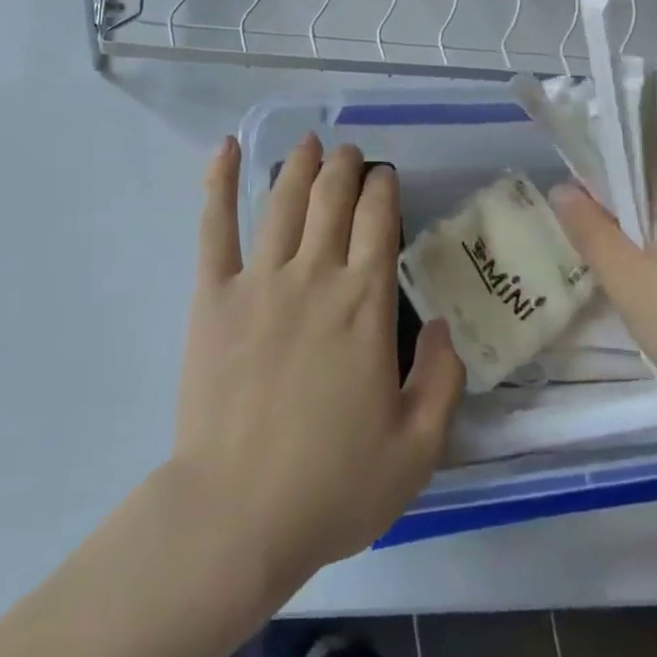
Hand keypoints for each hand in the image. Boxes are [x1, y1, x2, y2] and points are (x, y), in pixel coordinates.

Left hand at [168, 134, 464, 600]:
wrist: (237, 514)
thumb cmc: (331, 485)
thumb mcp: (416, 450)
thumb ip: (441, 380)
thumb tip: (442, 324)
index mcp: (365, 306)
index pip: (380, 222)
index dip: (384, 189)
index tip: (386, 175)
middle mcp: (315, 276)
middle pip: (332, 198)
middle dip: (346, 167)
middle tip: (351, 153)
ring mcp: (259, 279)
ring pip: (283, 200)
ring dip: (300, 163)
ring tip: (310, 142)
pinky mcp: (213, 294)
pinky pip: (215, 225)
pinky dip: (219, 181)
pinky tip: (226, 148)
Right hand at [549, 134, 656, 436]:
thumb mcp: (627, 279)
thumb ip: (589, 228)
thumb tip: (561, 188)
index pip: (642, 137)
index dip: (603, 148)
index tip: (575, 179)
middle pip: (654, 166)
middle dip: (615, 186)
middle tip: (583, 219)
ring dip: (635, 214)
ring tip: (607, 248)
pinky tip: (645, 270)